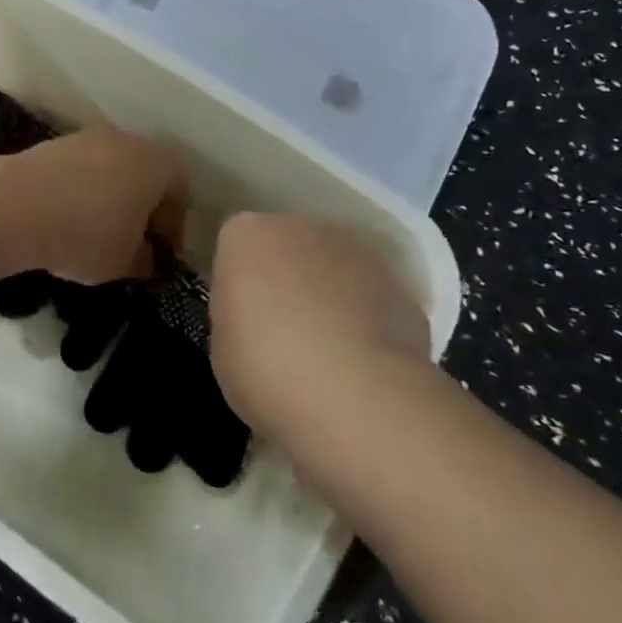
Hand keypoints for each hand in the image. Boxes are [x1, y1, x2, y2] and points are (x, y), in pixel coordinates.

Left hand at [0, 128, 186, 283]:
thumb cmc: (86, 234)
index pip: (181, 190)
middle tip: (133, 241)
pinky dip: (83, 190)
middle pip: (147, 173)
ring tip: (97, 232)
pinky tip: (68, 219)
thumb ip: (145, 259)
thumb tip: (146, 256)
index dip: (173, 225)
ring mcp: (90, 137)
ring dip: (111, 197)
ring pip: (113, 169)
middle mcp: (129, 141)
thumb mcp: (125, 263)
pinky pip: (83, 169)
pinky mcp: (57, 143)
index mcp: (157, 164)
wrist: (15, 205)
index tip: (160, 253)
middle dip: (143, 207)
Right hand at [208, 213, 431, 431]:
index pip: (236, 246)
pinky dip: (368, 322)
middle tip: (282, 333)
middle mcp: (301, 227)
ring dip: (329, 296)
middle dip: (286, 280)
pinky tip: (364, 366)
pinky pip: (371, 298)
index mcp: (247, 235)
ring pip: (333, 268)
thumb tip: (255, 319)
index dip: (239, 283)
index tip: (241, 319)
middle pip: (288, 247)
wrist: (356, 395)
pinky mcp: (399, 284)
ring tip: (329, 355)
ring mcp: (356, 251)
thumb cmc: (266, 368)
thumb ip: (236, 318)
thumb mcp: (221, 349)